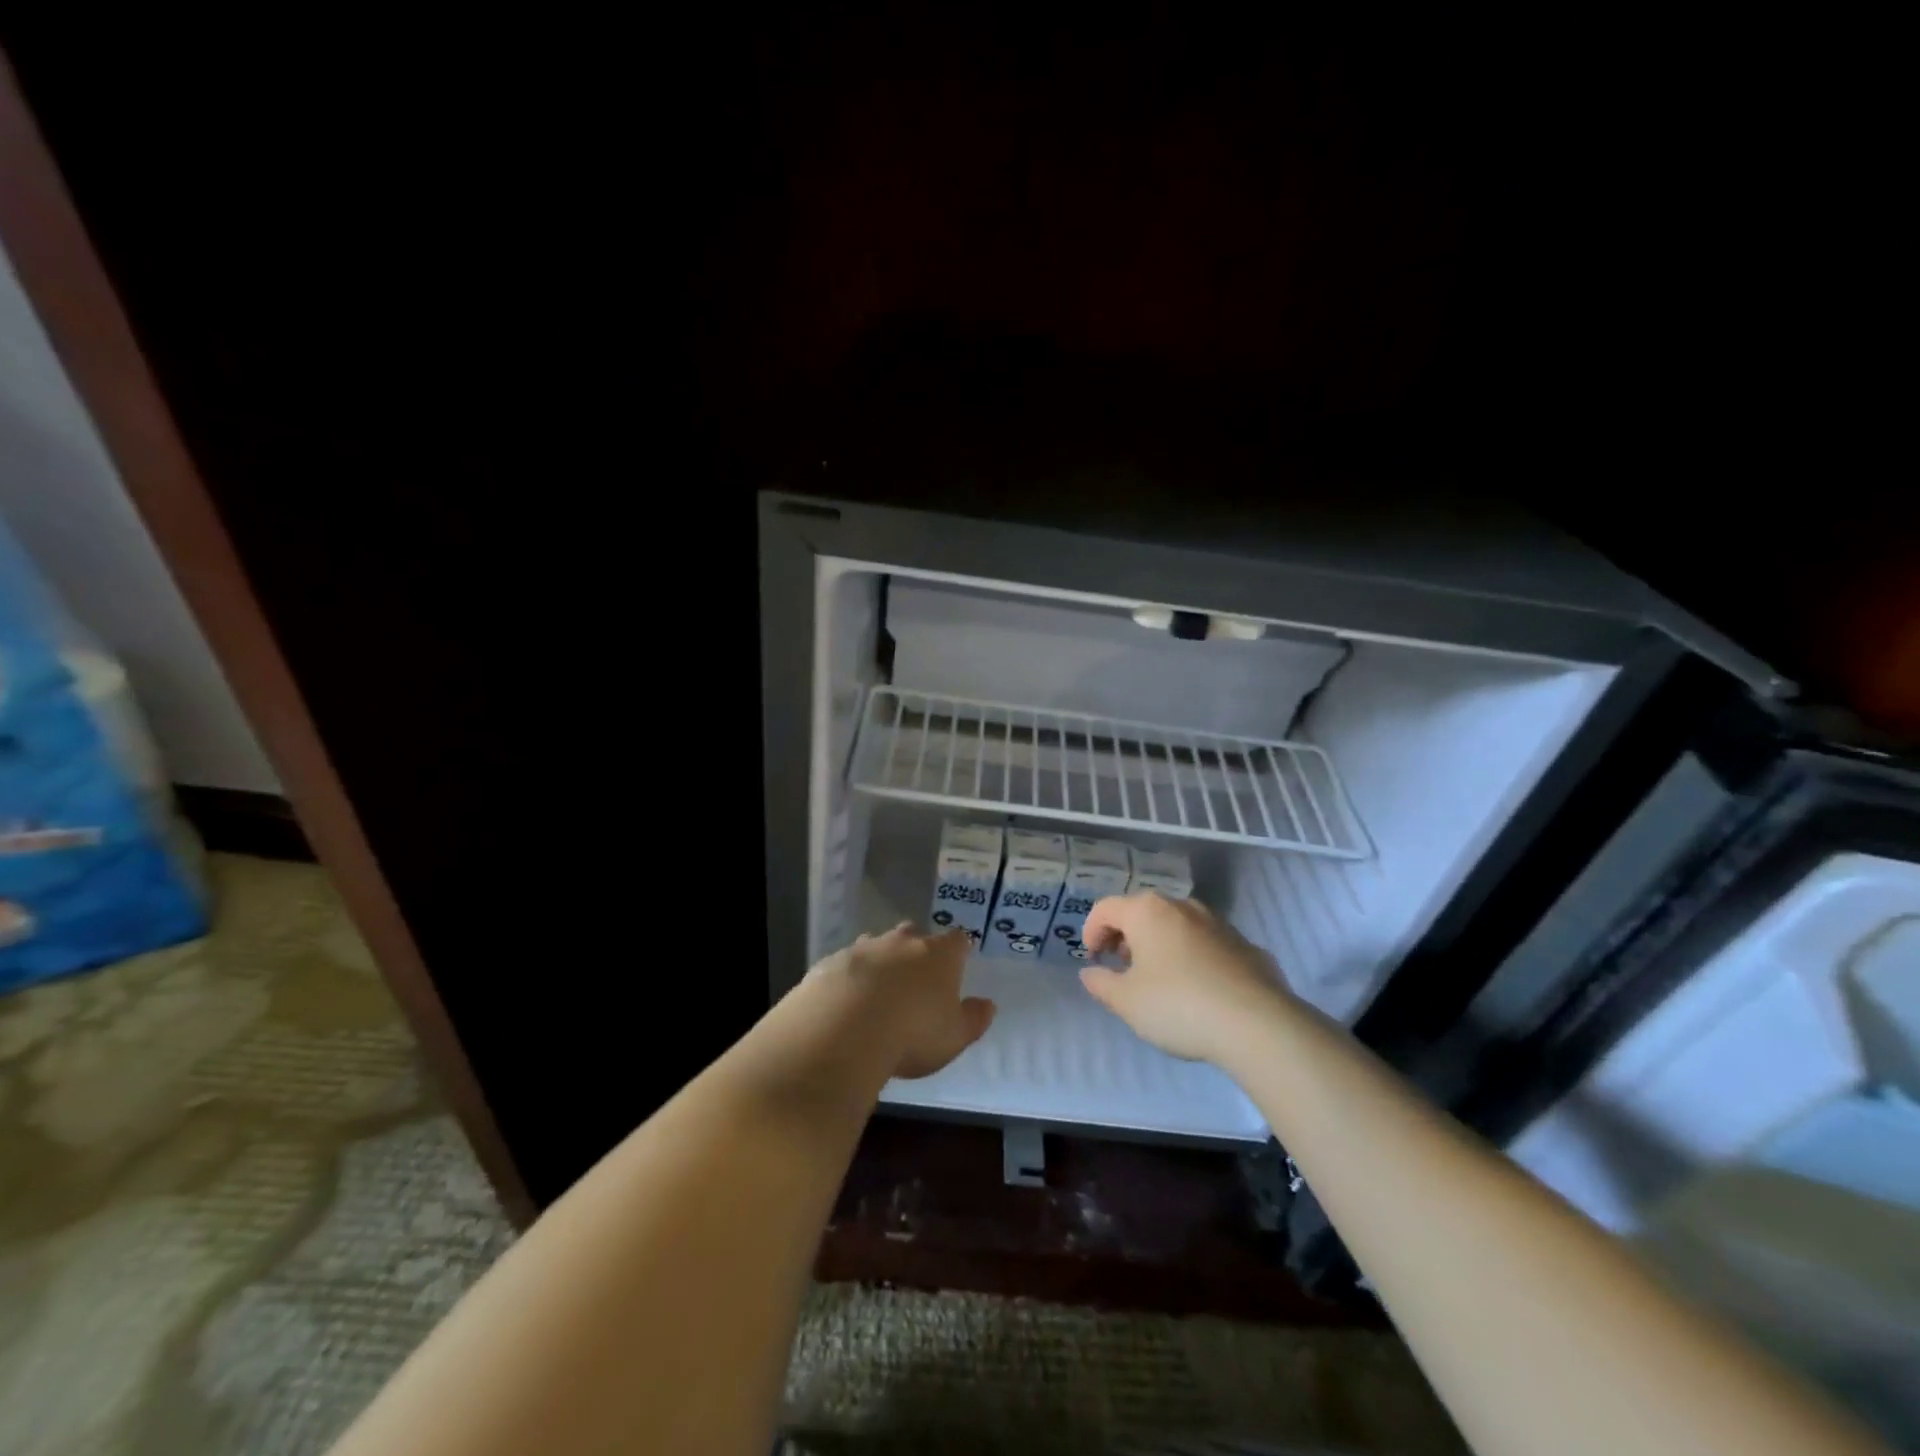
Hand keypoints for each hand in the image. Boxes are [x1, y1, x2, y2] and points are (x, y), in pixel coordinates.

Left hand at [808, 923, 995, 1079]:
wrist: (843, 1029)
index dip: (959, 950)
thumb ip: (973, 1019)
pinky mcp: (831, 963)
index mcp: (938, 955)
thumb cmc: (912, 1033)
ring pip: (877, 946)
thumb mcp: (954, 1037)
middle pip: (914, 934)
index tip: (959, 960)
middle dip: (916, 949)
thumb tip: (987, 1004)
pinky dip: (850, 977)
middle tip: (916, 975)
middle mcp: (902, 942)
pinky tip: (846, 1002)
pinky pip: (846, 965)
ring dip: (881, 961)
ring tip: (879, 990)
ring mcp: (863, 948)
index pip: (957, 941)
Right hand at [1079, 893, 1291, 1063]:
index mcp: (1147, 911)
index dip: (1091, 932)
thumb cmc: (1178, 1005)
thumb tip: (1090, 972)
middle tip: (1121, 968)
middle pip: (1142, 912)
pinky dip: (1192, 957)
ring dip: (1160, 945)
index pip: (1105, 908)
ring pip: (1176, 926)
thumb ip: (1101, 983)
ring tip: (1159, 980)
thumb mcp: (1126, 1002)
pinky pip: (1206, 944)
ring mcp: (1218, 923)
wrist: (1258, 1024)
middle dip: (1125, 937)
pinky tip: (1198, 991)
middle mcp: (1182, 906)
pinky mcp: (1245, 945)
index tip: (1093, 961)